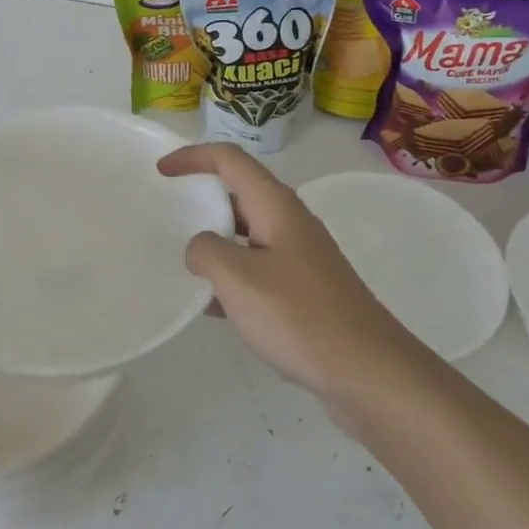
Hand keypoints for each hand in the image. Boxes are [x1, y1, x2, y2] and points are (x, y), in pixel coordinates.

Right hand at [157, 144, 427, 411]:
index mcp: (275, 205)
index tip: (161, 171)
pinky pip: (259, 268)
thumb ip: (207, 252)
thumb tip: (200, 247)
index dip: (193, 157)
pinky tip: (213, 308)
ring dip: (215, 243)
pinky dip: (232, 277)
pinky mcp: (305, 289)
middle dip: (202, 200)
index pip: (230, 159)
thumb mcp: (238, 279)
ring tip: (182, 265)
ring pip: (247, 235)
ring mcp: (301, 256)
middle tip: (168, 218)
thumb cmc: (299, 316)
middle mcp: (290, 221)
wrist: (367, 371)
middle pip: (239, 193)